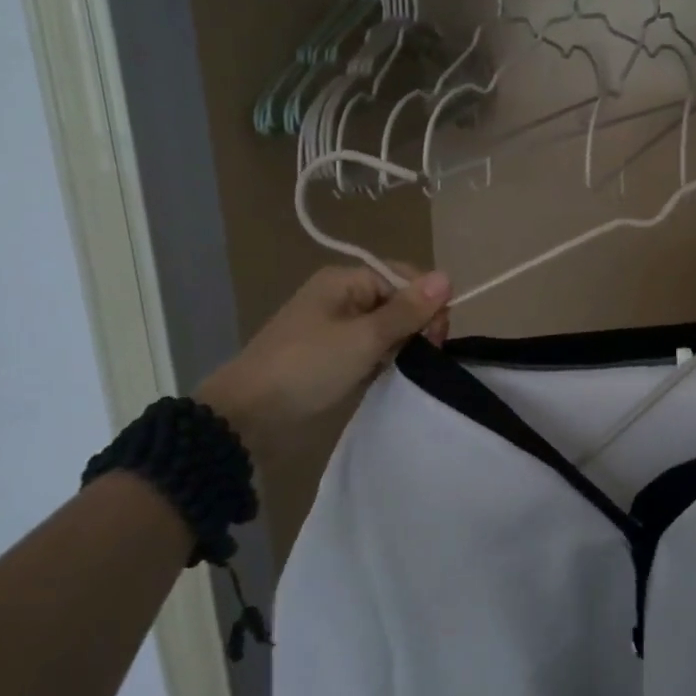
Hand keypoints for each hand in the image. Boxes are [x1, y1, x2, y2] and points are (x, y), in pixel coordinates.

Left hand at [197, 264, 450, 464]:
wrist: (247, 418)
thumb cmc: (307, 368)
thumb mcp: (363, 338)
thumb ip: (407, 310)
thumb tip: (448, 277)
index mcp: (345, 281)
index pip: (404, 278)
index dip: (426, 303)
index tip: (436, 338)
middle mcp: (342, 298)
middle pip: (398, 301)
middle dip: (416, 326)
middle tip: (421, 357)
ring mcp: (337, 329)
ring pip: (388, 328)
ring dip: (402, 347)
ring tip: (403, 370)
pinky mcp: (334, 357)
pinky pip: (373, 350)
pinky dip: (385, 361)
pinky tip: (389, 377)